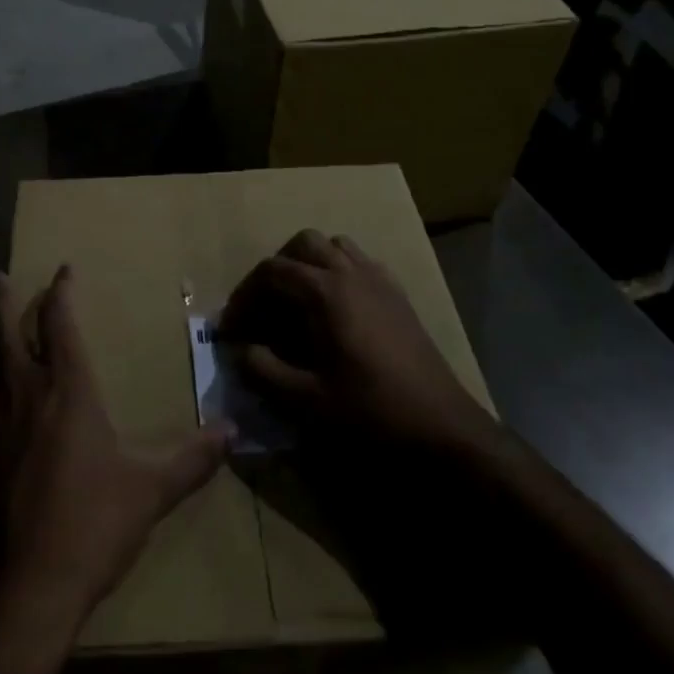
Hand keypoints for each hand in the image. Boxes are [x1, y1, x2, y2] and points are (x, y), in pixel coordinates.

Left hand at [0, 266, 229, 623]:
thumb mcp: (151, 490)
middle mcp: (22, 391)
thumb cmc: (92, 524)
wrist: (24, 586)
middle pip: (2, 328)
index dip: (61, 291)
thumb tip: (232, 432)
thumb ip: (192, 458)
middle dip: (1, 297)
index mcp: (67, 388)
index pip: (60, 321)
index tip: (63, 270)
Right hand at [219, 230, 498, 452]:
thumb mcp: (307, 401)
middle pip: (303, 244)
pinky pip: (362, 263)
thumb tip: (241, 351)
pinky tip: (338, 310)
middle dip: (277, 268)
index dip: (245, 295)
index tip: (230, 327)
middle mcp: (351, 273)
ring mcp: (379, 280)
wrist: (443, 429)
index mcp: (326, 292)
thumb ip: (265, 371)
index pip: (272, 271)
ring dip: (310, 264)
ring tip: (298, 302)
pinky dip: (340, 272)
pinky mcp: (399, 296)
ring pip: (335, 246)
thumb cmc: (371, 413)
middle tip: (264, 306)